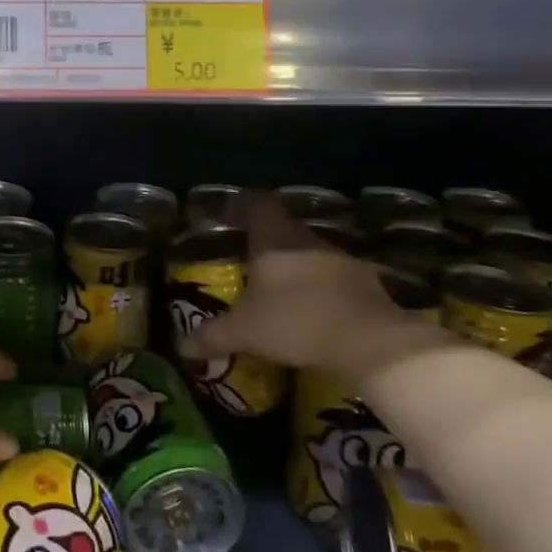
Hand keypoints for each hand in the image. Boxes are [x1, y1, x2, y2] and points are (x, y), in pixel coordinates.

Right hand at [183, 193, 419, 378]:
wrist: (369, 341)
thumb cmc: (294, 322)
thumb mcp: (244, 332)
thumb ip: (212, 336)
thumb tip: (182, 347)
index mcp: (274, 240)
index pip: (257, 204)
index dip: (241, 205)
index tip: (229, 216)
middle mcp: (307, 240)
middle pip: (284, 228)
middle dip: (267, 241)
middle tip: (250, 261)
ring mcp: (340, 259)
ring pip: (311, 252)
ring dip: (296, 265)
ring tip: (282, 290)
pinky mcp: (367, 283)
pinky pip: (335, 277)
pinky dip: (322, 288)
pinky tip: (315, 311)